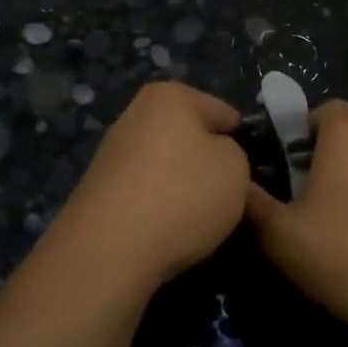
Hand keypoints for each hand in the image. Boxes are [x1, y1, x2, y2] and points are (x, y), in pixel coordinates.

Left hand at [50, 81, 248, 289]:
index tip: (250, 163)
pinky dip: (158, 206)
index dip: (239, 136)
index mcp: (169, 97)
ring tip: (200, 215)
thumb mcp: (235, 168)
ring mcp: (111, 154)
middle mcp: (134, 115)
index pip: (219, 110)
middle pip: (187, 135)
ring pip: (164, 164)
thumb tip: (212, 158)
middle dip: (206, 158)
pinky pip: (144, 192)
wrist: (109, 249)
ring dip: (181, 184)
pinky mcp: (98, 190)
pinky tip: (169, 229)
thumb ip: (233, 153)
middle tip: (228, 189)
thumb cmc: (183, 194)